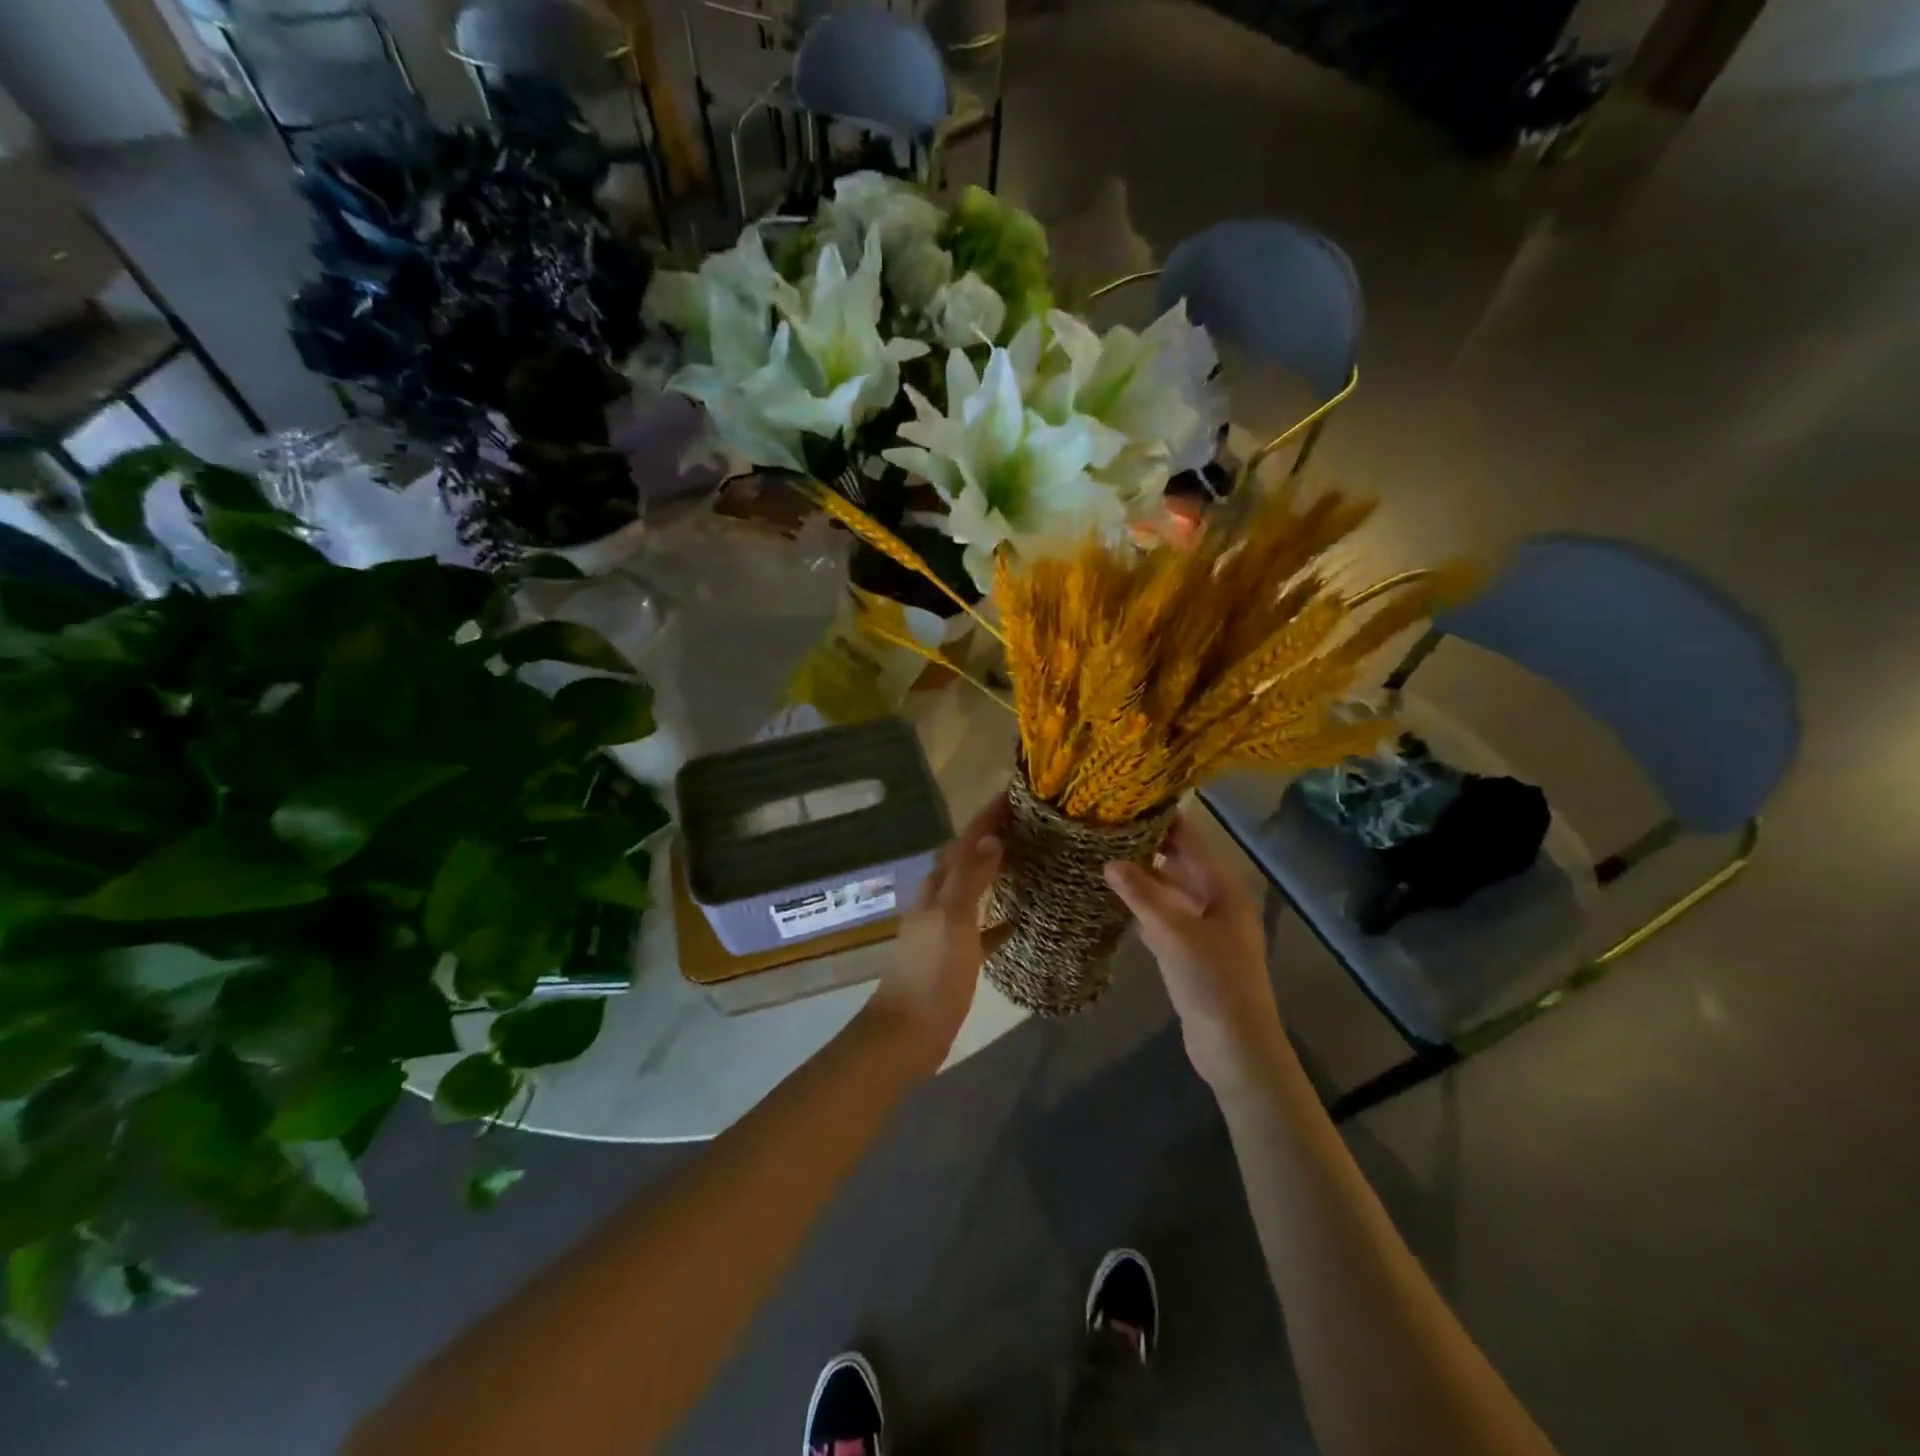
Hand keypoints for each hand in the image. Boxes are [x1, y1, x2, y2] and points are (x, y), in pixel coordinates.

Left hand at [864, 794, 1008, 1072]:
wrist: (906, 1034)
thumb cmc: (931, 974)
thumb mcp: (953, 920)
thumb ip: (971, 879)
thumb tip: (991, 838)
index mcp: (936, 888)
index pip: (964, 841)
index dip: (986, 818)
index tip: (1013, 795)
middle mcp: (938, 902)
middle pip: (966, 860)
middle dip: (990, 839)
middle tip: (1026, 824)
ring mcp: (944, 930)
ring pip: (972, 891)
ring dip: (994, 873)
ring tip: (1026, 861)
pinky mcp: (953, 958)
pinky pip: (979, 929)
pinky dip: (996, 919)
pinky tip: (1018, 920)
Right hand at [1104, 814, 1281, 1091]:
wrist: (1236, 1047)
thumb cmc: (1213, 982)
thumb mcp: (1174, 933)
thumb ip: (1142, 894)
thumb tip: (1109, 860)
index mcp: (1224, 887)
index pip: (1192, 838)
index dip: (1162, 818)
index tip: (1125, 802)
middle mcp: (1217, 899)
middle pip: (1180, 861)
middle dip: (1147, 845)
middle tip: (1105, 828)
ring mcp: (1205, 926)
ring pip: (1170, 889)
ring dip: (1143, 876)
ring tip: (1103, 856)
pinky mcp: (1192, 950)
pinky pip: (1165, 916)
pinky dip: (1144, 905)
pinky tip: (1115, 899)